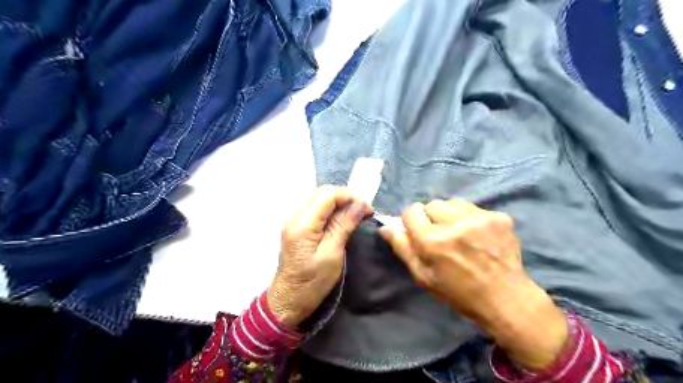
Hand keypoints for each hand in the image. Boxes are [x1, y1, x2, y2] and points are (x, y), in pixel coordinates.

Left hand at [266, 185, 372, 328]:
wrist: (288, 300)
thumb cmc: (312, 282)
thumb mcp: (332, 255)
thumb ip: (344, 225)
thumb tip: (360, 203)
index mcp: (303, 223)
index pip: (328, 194)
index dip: (350, 197)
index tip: (368, 209)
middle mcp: (295, 215)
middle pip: (322, 192)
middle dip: (346, 198)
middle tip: (364, 212)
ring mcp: (294, 220)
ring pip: (319, 198)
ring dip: (339, 203)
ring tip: (356, 215)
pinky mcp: (296, 226)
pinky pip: (316, 208)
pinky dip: (331, 209)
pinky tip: (342, 219)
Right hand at [382, 200, 568, 370]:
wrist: (505, 298)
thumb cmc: (458, 292)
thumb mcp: (423, 276)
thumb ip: (403, 248)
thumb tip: (385, 227)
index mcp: (433, 241)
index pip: (412, 211)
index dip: (412, 221)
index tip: (419, 232)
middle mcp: (455, 224)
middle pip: (432, 204)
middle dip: (432, 218)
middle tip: (441, 236)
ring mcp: (480, 218)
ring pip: (453, 203)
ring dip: (451, 215)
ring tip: (460, 234)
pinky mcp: (499, 217)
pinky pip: (474, 208)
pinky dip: (470, 218)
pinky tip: (478, 236)